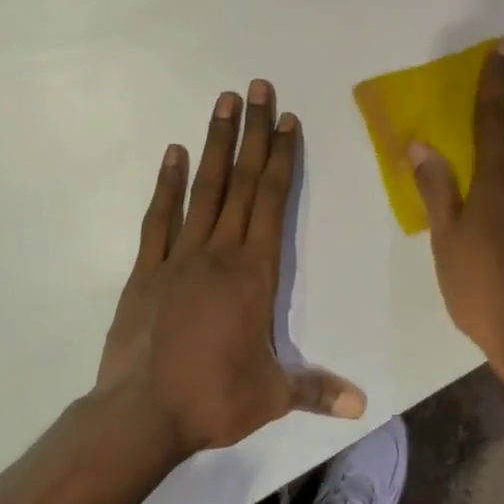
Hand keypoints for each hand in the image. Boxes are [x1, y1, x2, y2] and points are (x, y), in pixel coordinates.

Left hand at [95, 81, 365, 461]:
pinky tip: (174, 152)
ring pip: (205, 188)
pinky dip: (167, 183)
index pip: (273, 200)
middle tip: (257, 87)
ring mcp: (180, 256)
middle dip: (253, 132)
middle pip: (242, 180)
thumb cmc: (212, 400)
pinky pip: (160, 217)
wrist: (140, 416)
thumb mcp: (271, 397)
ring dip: (216, 143)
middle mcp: (221, 251)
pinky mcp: (148, 269)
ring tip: (222, 102)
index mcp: (255, 272)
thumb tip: (363, 405)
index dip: (282, 157)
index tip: (286, 119)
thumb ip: (316, 391)